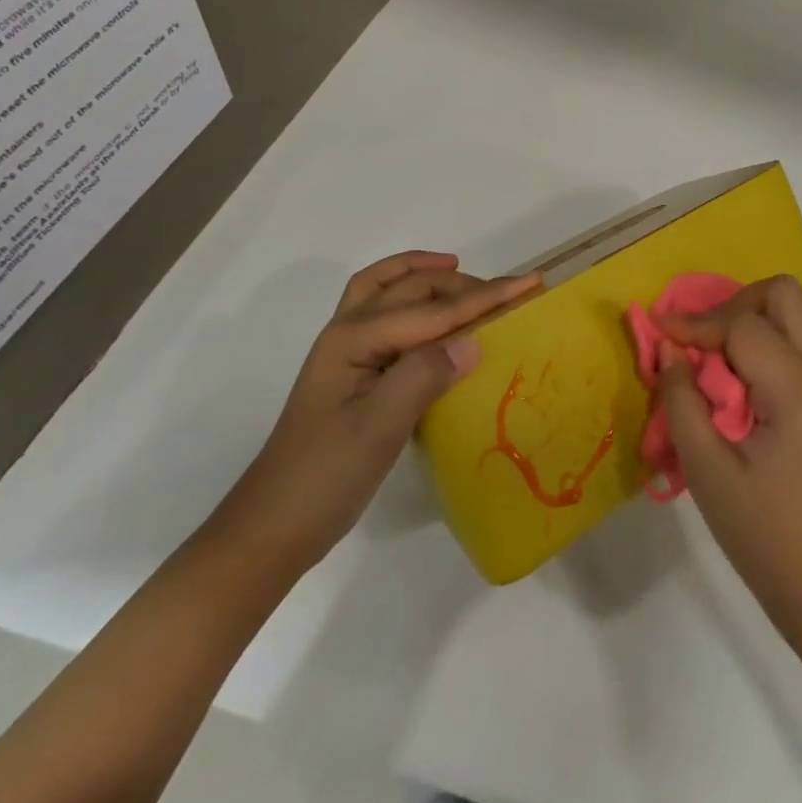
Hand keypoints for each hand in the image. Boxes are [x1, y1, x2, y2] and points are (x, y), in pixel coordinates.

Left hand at [208, 251, 539, 573]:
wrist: (271, 529)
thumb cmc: (325, 478)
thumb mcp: (379, 428)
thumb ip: (423, 376)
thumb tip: (474, 341)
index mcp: (354, 339)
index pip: (434, 310)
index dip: (485, 296)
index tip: (530, 283)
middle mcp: (347, 332)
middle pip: (411, 288)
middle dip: (462, 282)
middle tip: (509, 291)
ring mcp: (345, 350)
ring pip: (388, 288)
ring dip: (427, 275)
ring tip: (464, 273)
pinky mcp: (352, 370)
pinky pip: (384, 312)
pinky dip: (408, 295)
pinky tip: (431, 313)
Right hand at [657, 275, 801, 636]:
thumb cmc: (763, 533)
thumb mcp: (707, 471)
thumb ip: (682, 402)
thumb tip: (668, 348)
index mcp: (797, 389)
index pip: (743, 325)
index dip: (698, 326)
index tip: (662, 336)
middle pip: (783, 293)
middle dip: (735, 304)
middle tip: (701, 342)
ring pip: (795, 309)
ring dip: (753, 318)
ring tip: (717, 358)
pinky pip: (801, 336)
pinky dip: (768, 338)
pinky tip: (742, 378)